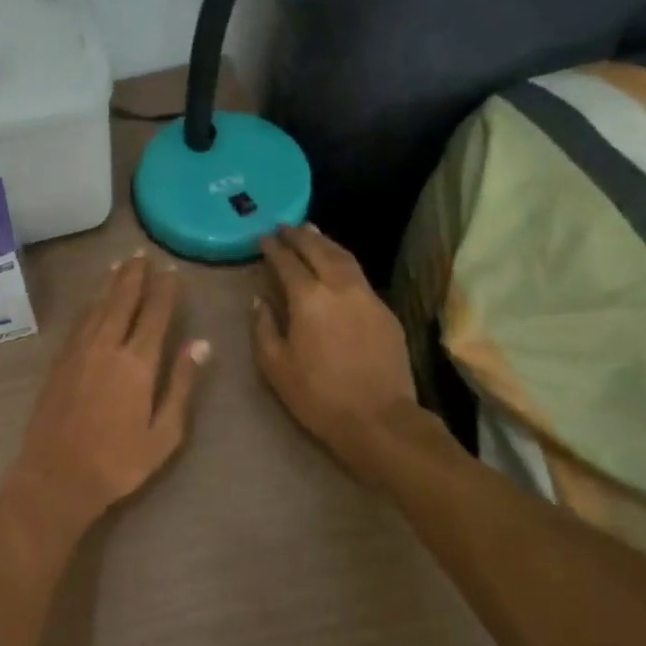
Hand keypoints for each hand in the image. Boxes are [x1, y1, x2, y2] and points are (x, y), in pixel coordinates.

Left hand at [12, 253, 209, 525]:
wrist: (57, 476)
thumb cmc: (118, 462)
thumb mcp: (164, 433)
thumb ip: (181, 384)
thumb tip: (201, 344)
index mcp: (137, 363)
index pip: (155, 315)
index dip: (165, 290)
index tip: (171, 270)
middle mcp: (106, 346)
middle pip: (122, 300)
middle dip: (134, 276)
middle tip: (141, 254)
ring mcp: (79, 351)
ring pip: (97, 306)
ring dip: (110, 283)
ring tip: (120, 264)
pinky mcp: (60, 360)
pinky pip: (79, 321)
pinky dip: (90, 303)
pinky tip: (94, 298)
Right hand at [253, 224, 424, 485]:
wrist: (379, 420)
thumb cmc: (317, 395)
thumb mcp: (275, 365)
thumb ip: (264, 327)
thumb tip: (260, 300)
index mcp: (308, 298)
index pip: (287, 262)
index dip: (273, 247)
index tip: (263, 237)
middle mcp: (339, 287)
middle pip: (318, 250)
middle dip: (300, 235)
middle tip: (285, 226)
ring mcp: (367, 297)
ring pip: (344, 257)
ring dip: (325, 242)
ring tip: (312, 232)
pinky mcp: (385, 311)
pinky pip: (360, 276)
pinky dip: (344, 261)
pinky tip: (338, 265)